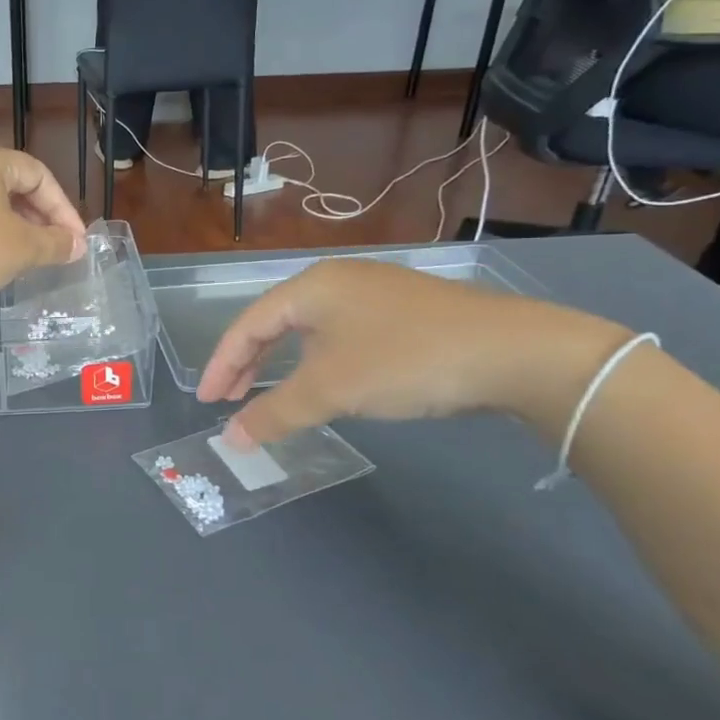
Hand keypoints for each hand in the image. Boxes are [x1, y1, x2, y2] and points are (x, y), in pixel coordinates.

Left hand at [0, 142, 86, 330]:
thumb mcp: (20, 249)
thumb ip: (54, 243)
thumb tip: (77, 245)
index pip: (38, 175)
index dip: (63, 210)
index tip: (75, 243)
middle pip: (8, 184)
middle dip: (36, 217)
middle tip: (51, 249)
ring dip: (7, 225)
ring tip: (20, 256)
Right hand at [197, 260, 629, 448]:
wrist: (513, 351)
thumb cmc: (403, 360)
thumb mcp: (330, 390)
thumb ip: (274, 413)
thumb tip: (231, 439)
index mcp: (311, 286)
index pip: (247, 325)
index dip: (221, 364)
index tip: (206, 401)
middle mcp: (338, 280)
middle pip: (275, 323)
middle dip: (248, 363)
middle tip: (228, 399)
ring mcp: (375, 292)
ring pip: (310, 330)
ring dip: (284, 364)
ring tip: (273, 393)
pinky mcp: (406, 310)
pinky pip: (342, 334)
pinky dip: (320, 361)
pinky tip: (330, 381)